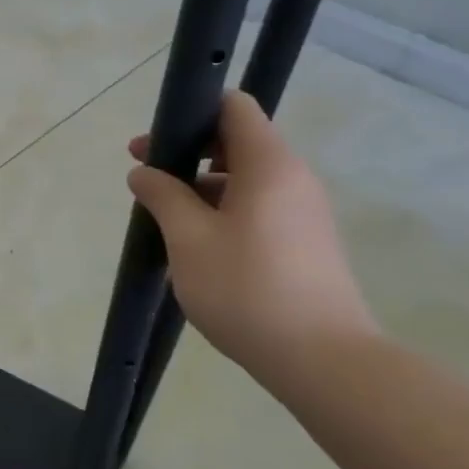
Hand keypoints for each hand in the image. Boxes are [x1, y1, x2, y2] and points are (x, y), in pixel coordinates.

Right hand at [127, 91, 375, 377]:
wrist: (324, 361)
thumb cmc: (248, 288)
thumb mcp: (189, 238)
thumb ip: (162, 196)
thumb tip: (143, 172)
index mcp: (268, 164)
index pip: (233, 107)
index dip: (191, 112)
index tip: (156, 143)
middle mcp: (293, 178)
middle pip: (237, 142)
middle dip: (187, 153)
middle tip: (146, 177)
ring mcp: (304, 212)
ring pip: (245, 179)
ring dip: (202, 187)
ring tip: (165, 218)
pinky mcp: (306, 243)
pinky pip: (259, 208)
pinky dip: (223, 211)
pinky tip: (197, 247)